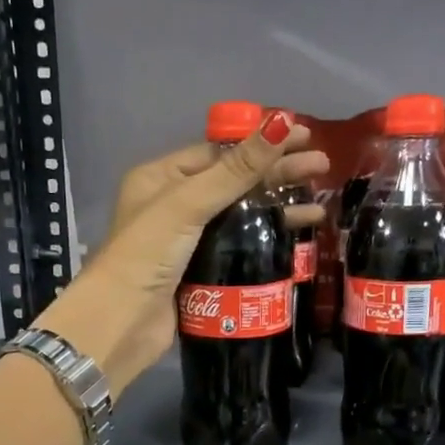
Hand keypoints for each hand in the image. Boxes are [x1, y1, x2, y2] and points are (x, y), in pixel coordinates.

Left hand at [33, 109, 326, 395]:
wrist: (121, 322)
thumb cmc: (146, 253)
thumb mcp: (189, 203)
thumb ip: (236, 169)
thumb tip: (281, 122)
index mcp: (161, 179)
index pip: (218, 153)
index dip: (260, 143)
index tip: (302, 136)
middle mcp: (173, 206)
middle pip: (234, 183)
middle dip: (277, 174)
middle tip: (323, 167)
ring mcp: (187, 242)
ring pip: (240, 218)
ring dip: (277, 210)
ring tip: (319, 206)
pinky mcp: (200, 274)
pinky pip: (239, 249)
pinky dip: (266, 242)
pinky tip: (296, 238)